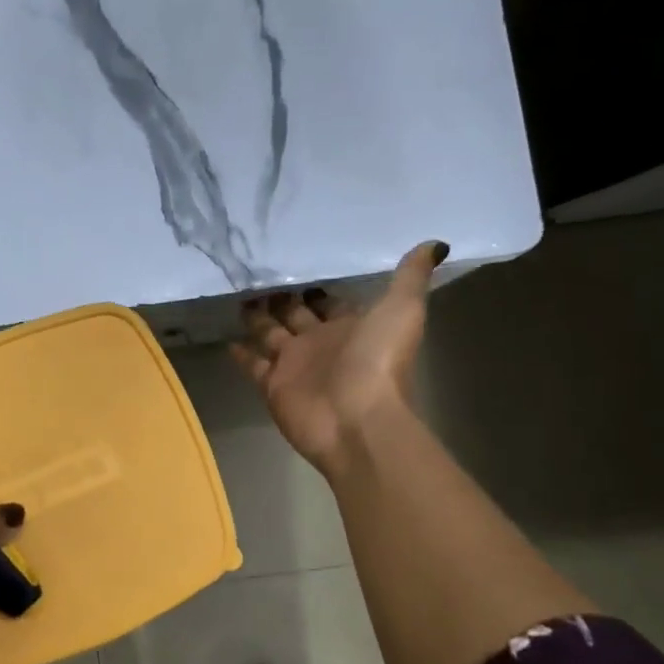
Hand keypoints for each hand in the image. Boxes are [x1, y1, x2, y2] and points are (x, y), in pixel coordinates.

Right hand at [230, 241, 444, 474]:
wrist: (356, 420)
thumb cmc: (378, 362)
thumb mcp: (402, 309)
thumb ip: (411, 276)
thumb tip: (436, 243)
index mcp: (350, 325)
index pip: (329, 301)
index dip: (316, 287)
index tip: (296, 264)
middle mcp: (321, 343)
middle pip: (296, 315)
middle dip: (281, 297)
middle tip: (258, 273)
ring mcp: (295, 365)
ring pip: (271, 335)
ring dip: (257, 318)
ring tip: (238, 293)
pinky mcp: (273, 385)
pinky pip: (254, 365)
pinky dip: (241, 353)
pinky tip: (227, 337)